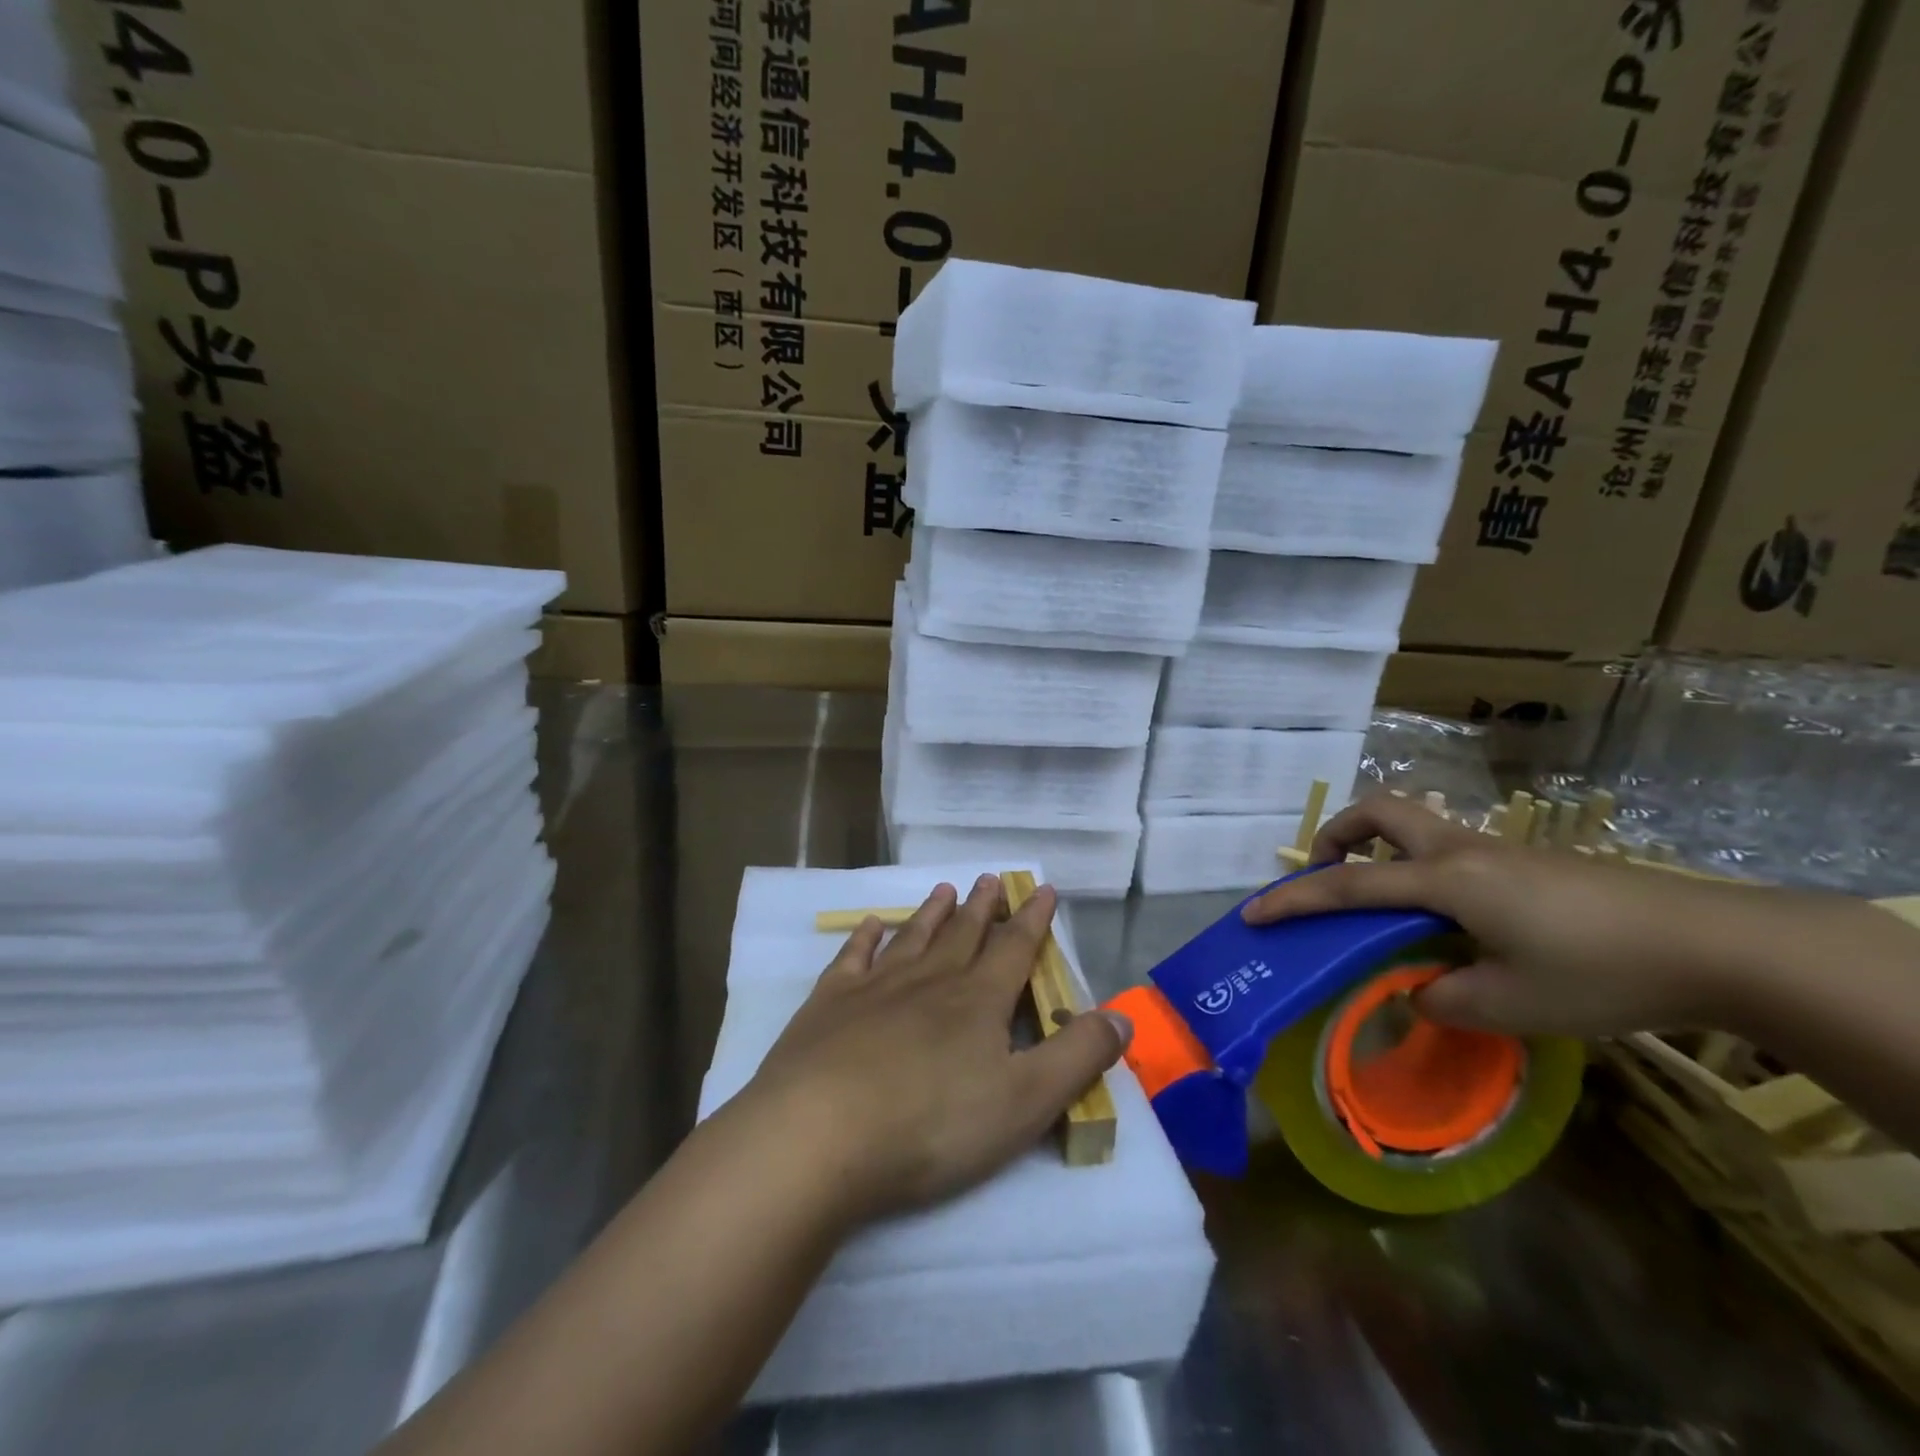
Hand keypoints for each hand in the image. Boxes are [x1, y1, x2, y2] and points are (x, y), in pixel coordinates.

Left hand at [740, 875, 1131, 1226]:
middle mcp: (929, 980)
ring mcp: (875, 988)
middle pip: (963, 935)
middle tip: (991, 878)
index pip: (1014, 949)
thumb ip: (1078, 1057)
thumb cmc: (932, 1125)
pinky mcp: (828, 1004)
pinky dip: (864, 938)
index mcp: (978, 1002)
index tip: (1042, 889)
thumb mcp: (1025, 1102)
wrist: (821, 1135)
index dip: (1033, 920)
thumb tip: (1123, 1016)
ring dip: (932, 913)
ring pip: (913, 938)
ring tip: (945, 889)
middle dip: (982, 908)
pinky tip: (870, 925)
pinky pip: (852, 958)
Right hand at [1241, 794, 1839, 1038]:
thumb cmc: (1600, 971)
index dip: (1296, 900)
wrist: (1715, 944)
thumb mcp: (1512, 1005)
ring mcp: (1496, 850)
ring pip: (1415, 823)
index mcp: (1445, 880)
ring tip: (1379, 899)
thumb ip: (1444, 998)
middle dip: (1339, 834)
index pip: (1349, 885)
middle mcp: (1461, 851)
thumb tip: (1415, 991)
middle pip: (1380, 812)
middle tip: (1327, 872)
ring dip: (1379, 847)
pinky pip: (1447, 849)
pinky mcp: (1525, 861)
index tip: (1253, 914)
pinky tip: (1448, 920)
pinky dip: (1419, 868)